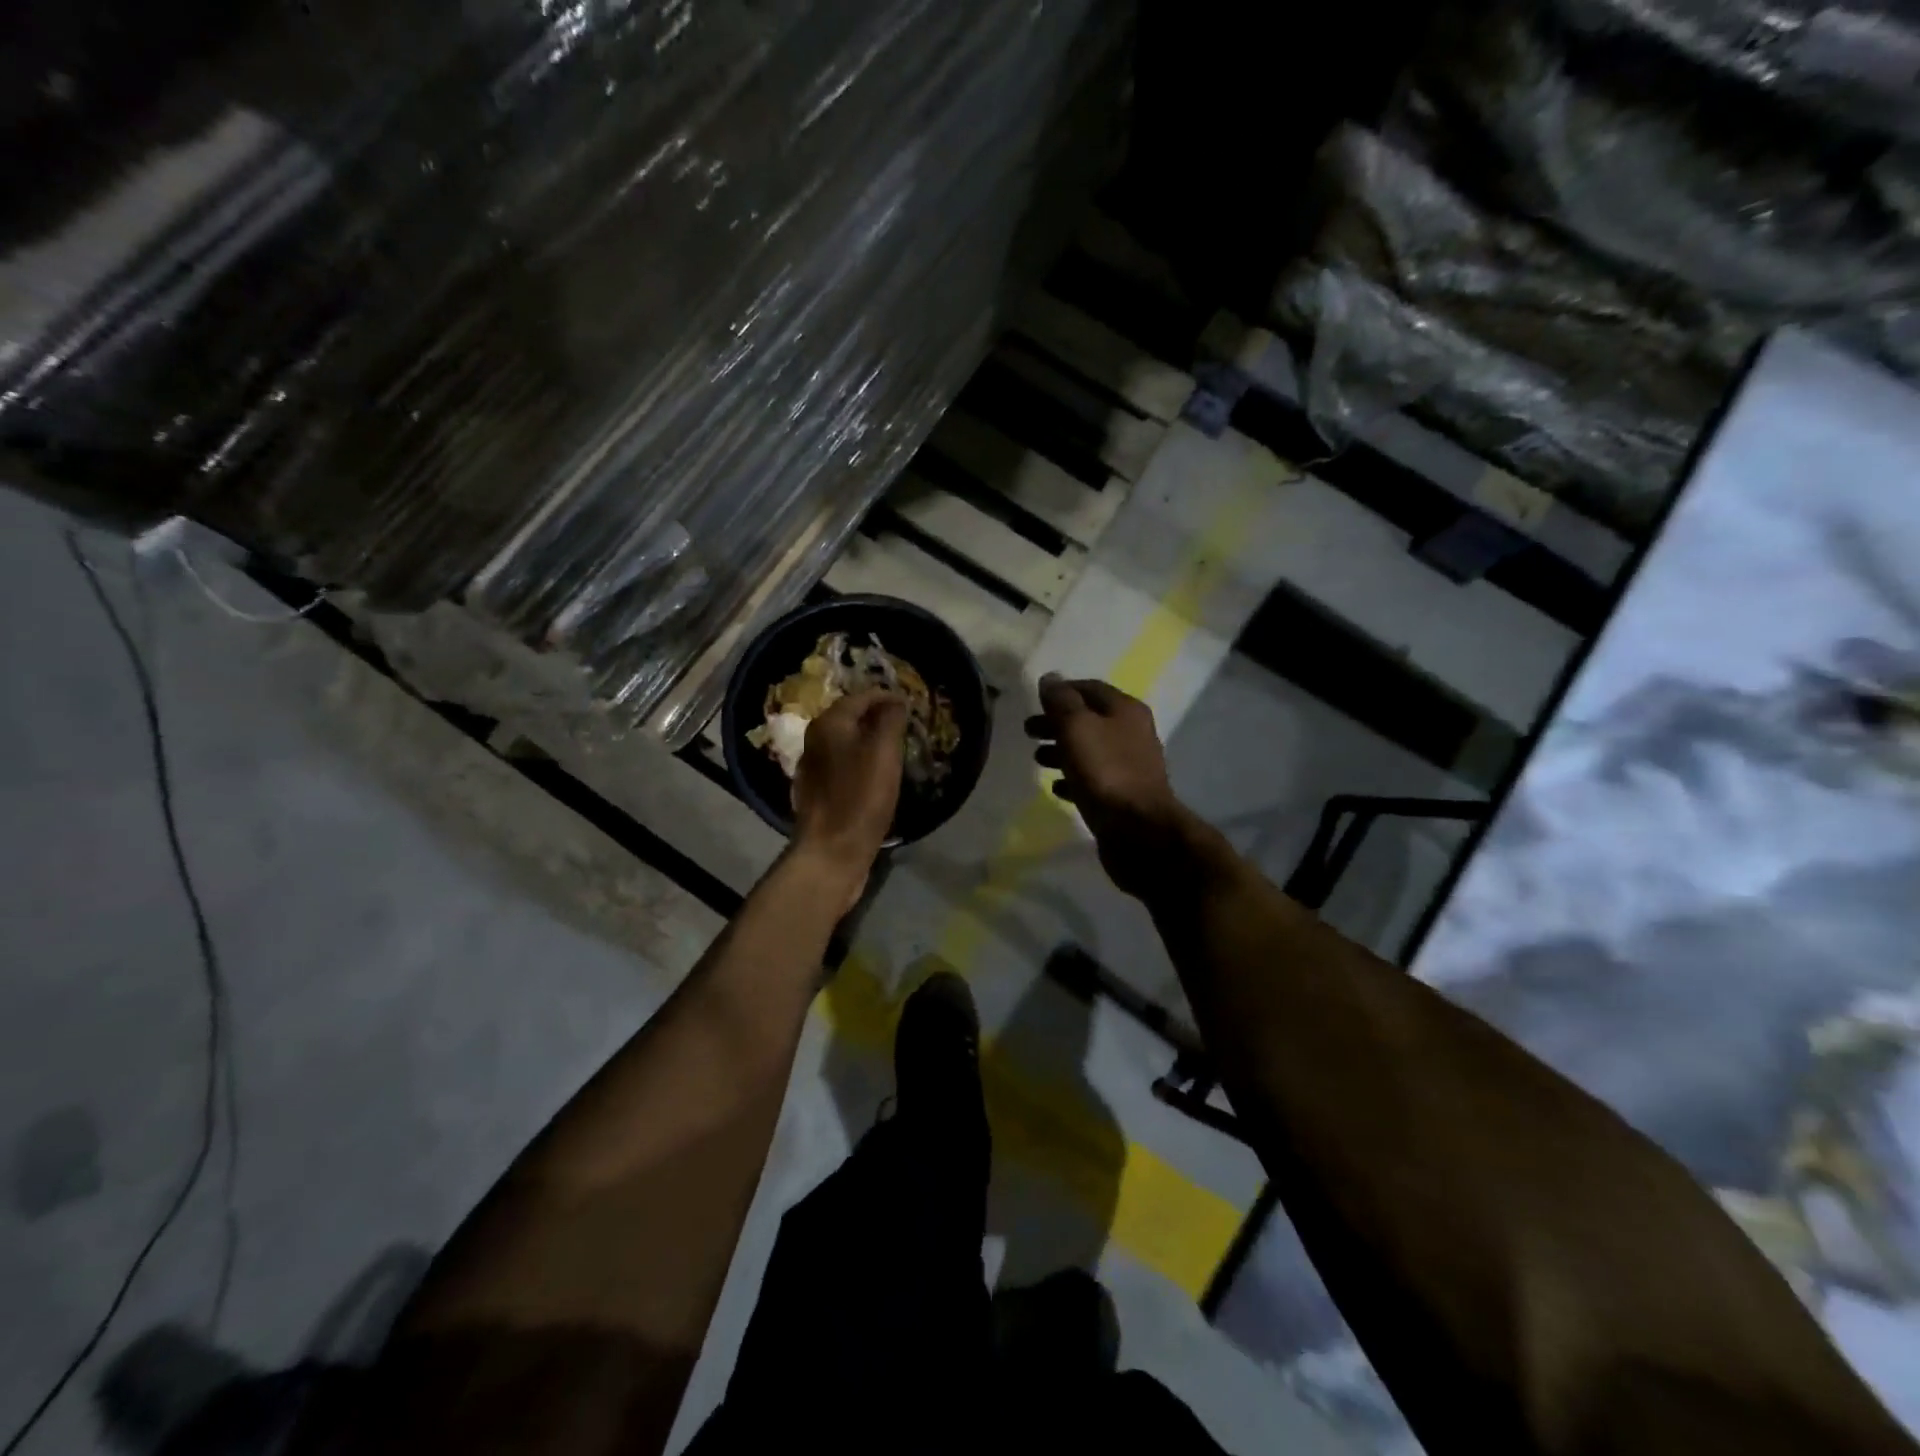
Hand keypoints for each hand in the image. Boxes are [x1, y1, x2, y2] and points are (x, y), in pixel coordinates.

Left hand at [791, 687, 906, 912]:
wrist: (832, 851)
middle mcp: (815, 740)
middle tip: (906, 725)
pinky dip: (862, 761)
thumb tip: (896, 700)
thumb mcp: (884, 753)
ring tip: (896, 748)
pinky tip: (877, 775)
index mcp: (829, 724)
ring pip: (847, 742)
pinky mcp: (818, 792)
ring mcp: (814, 767)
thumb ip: (890, 720)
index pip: (861, 697)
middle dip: (878, 717)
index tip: (911, 705)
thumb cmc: (861, 797)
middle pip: (851, 718)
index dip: (888, 697)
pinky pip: (844, 764)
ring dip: (870, 740)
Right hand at [1027, 674, 1193, 898]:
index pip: (1090, 688)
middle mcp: (1132, 733)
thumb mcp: (1077, 727)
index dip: (1062, 690)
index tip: (1035, 700)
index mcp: (1125, 710)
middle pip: (1088, 719)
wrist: (1137, 830)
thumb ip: (1061, 701)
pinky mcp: (1123, 795)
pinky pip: (1094, 779)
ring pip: (1090, 749)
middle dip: (1056, 722)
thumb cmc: (1105, 771)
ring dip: (1062, 750)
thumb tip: (1050, 678)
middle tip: (1028, 731)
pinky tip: (1056, 787)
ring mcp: (1129, 766)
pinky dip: (1073, 778)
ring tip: (1037, 759)